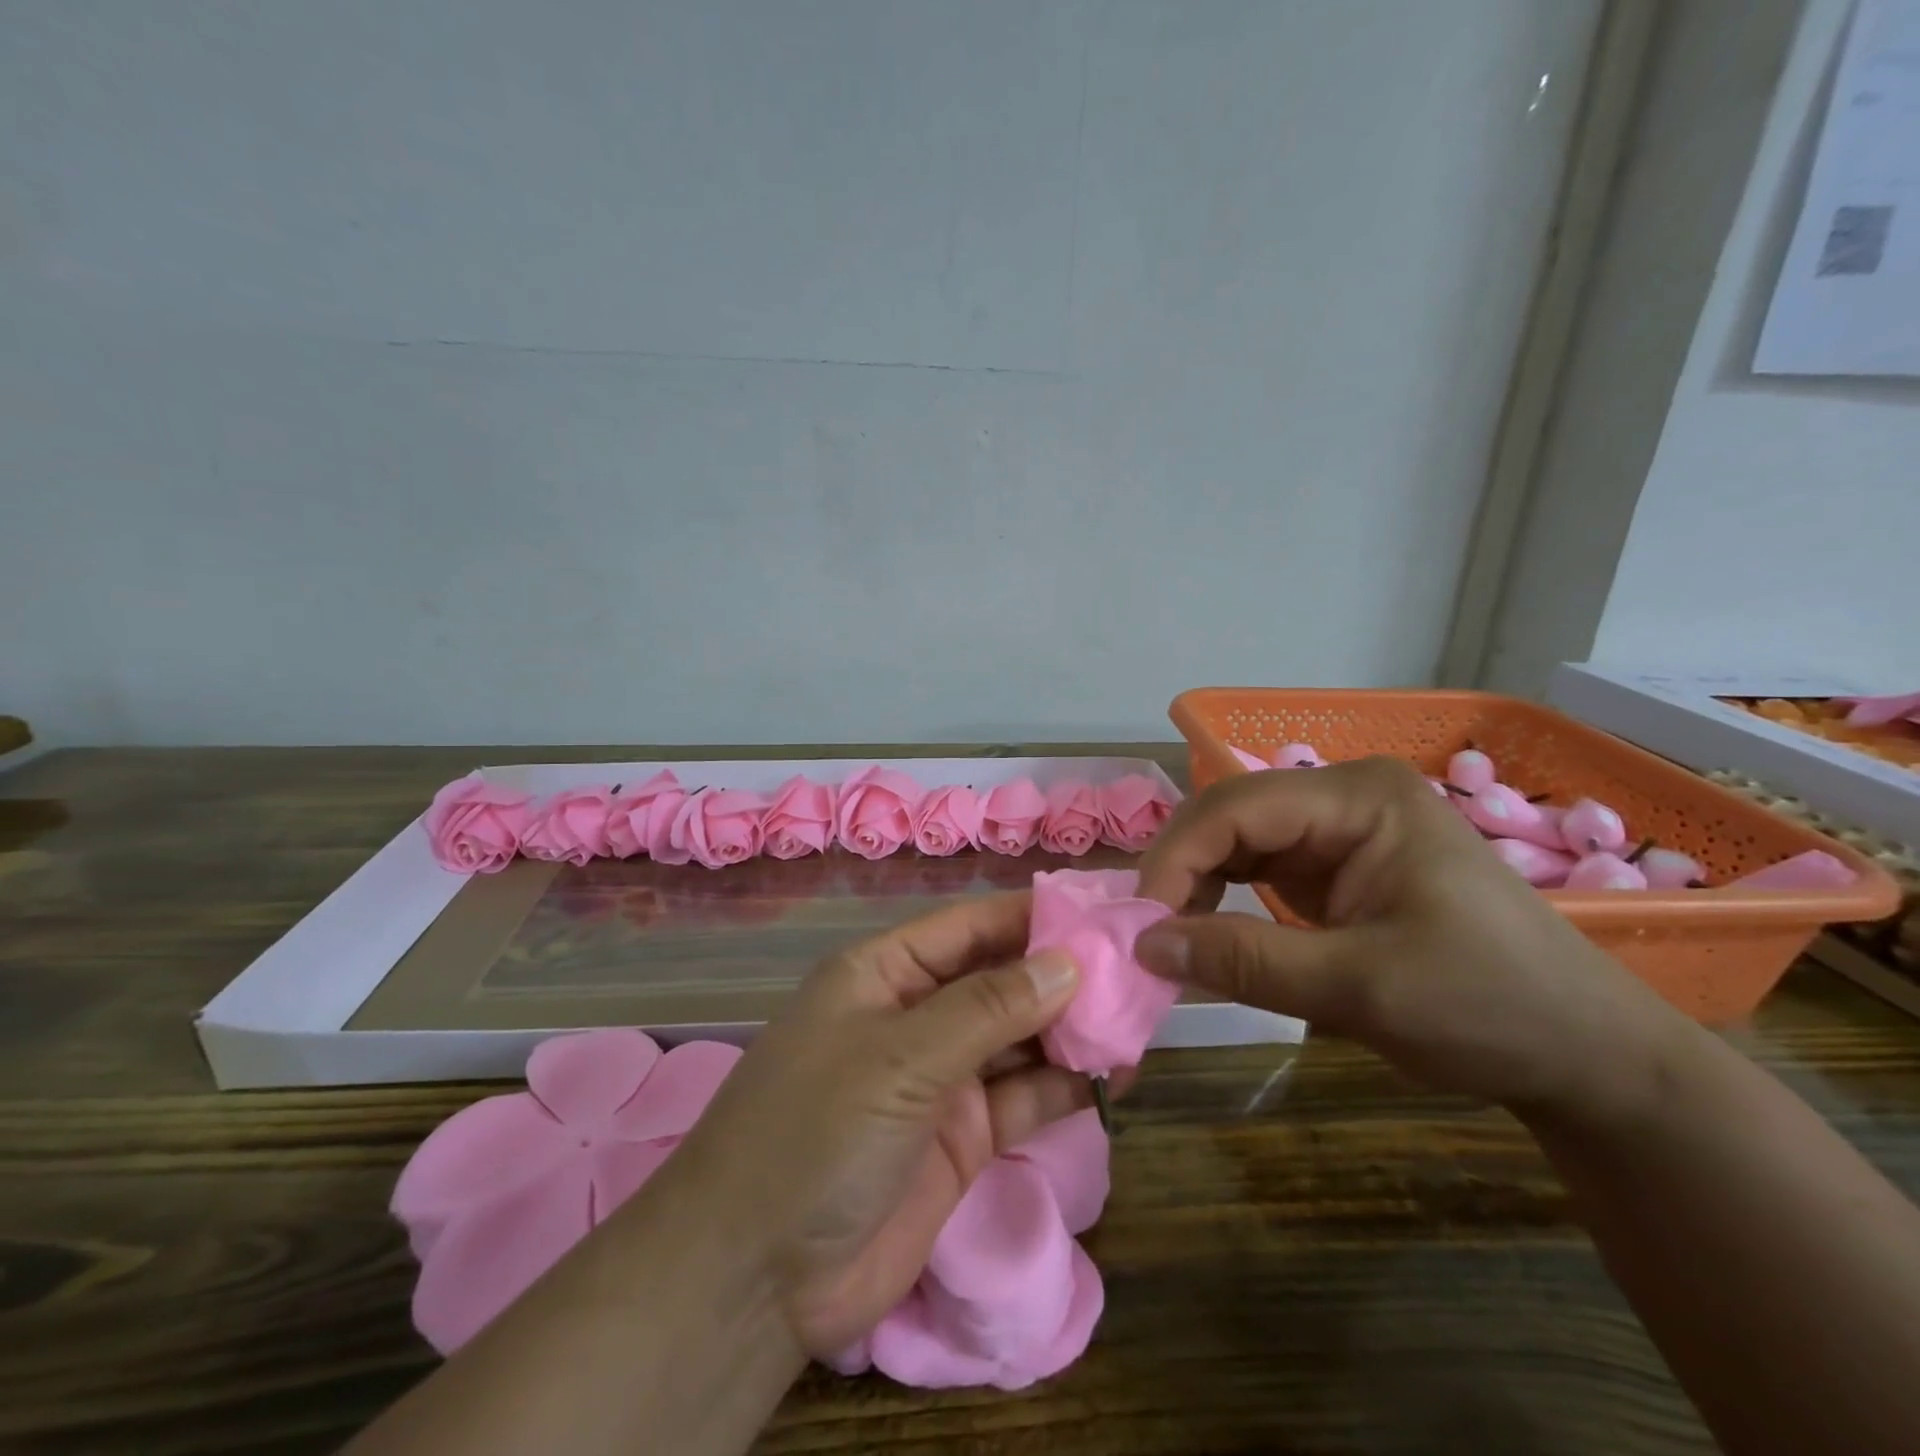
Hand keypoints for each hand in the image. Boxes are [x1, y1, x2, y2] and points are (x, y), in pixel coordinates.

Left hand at [650, 891, 1092, 1360]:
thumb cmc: (817, 1131)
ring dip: (1072, 1029)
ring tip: (1140, 1018)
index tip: (1102, 911)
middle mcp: (916, 1015)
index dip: (1034, 916)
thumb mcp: (900, 1056)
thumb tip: (1068, 961)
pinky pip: (1023, 1096)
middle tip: (1139, 969)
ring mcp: (941, 1078)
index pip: (971, 926)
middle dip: (1063, 974)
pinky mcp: (963, 1138)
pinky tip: (1116, 1074)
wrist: (755, 1276)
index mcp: (886, 972)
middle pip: (1001, 979)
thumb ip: (988, 1008)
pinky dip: (1066, 1084)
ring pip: (1020, 1038)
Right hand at [1132, 757, 1690, 1120]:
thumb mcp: (1361, 989)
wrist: (1585, 1055)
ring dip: (1194, 887)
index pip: (1235, 808)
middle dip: (1179, 873)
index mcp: (1358, 797)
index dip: (1175, 861)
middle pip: (1228, 817)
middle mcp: (1341, 796)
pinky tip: (1204, 934)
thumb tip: (1143, 947)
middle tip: (1145, 938)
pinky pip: (1255, 869)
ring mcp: (1337, 829)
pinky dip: (1221, 900)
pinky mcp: (1334, 864)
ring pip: (1233, 841)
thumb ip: (1246, 962)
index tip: (1140, 928)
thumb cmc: (1490, 1008)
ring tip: (1168, 941)